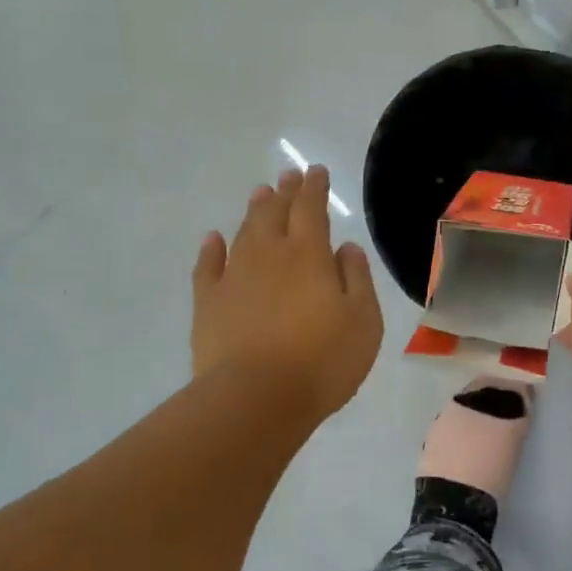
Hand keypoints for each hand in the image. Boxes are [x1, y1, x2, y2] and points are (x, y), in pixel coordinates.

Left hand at [192, 166, 383, 422]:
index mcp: (309, 255)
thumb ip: (356, 278)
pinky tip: (212, 239)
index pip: (311, 208)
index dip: (314, 187)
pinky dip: (211, 249)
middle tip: (288, 176)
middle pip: (275, 213)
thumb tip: (345, 247)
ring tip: (260, 194)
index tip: (316, 171)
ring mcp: (234, 277)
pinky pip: (207, 267)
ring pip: (244, 233)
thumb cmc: (323, 360)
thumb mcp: (363, 320)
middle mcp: (270, 255)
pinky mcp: (208, 303)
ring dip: (254, 211)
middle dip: (284, 192)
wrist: (256, 399)